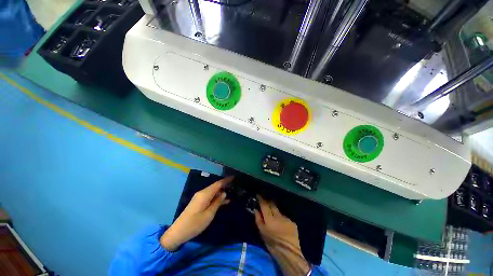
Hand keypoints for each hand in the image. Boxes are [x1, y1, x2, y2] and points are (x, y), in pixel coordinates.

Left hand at [160, 176, 233, 250]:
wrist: (178, 232)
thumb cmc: (195, 224)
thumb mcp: (209, 214)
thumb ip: (217, 202)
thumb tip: (224, 193)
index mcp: (205, 194)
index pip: (218, 184)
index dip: (226, 180)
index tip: (234, 177)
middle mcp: (202, 193)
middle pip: (215, 186)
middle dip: (225, 185)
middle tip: (235, 186)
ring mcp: (200, 197)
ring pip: (213, 191)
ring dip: (221, 192)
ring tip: (232, 193)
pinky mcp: (199, 202)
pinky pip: (210, 196)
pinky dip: (217, 197)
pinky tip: (224, 201)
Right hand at [254, 195, 309, 275]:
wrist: (289, 253)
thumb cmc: (272, 244)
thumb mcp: (262, 233)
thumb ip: (258, 219)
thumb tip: (256, 210)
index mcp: (270, 219)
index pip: (264, 204)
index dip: (261, 198)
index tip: (258, 194)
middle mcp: (278, 216)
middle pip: (272, 204)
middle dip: (268, 201)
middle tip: (265, 200)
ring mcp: (286, 218)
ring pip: (278, 210)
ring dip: (275, 210)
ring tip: (273, 213)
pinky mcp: (292, 222)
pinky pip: (284, 217)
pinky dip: (281, 218)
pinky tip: (281, 223)